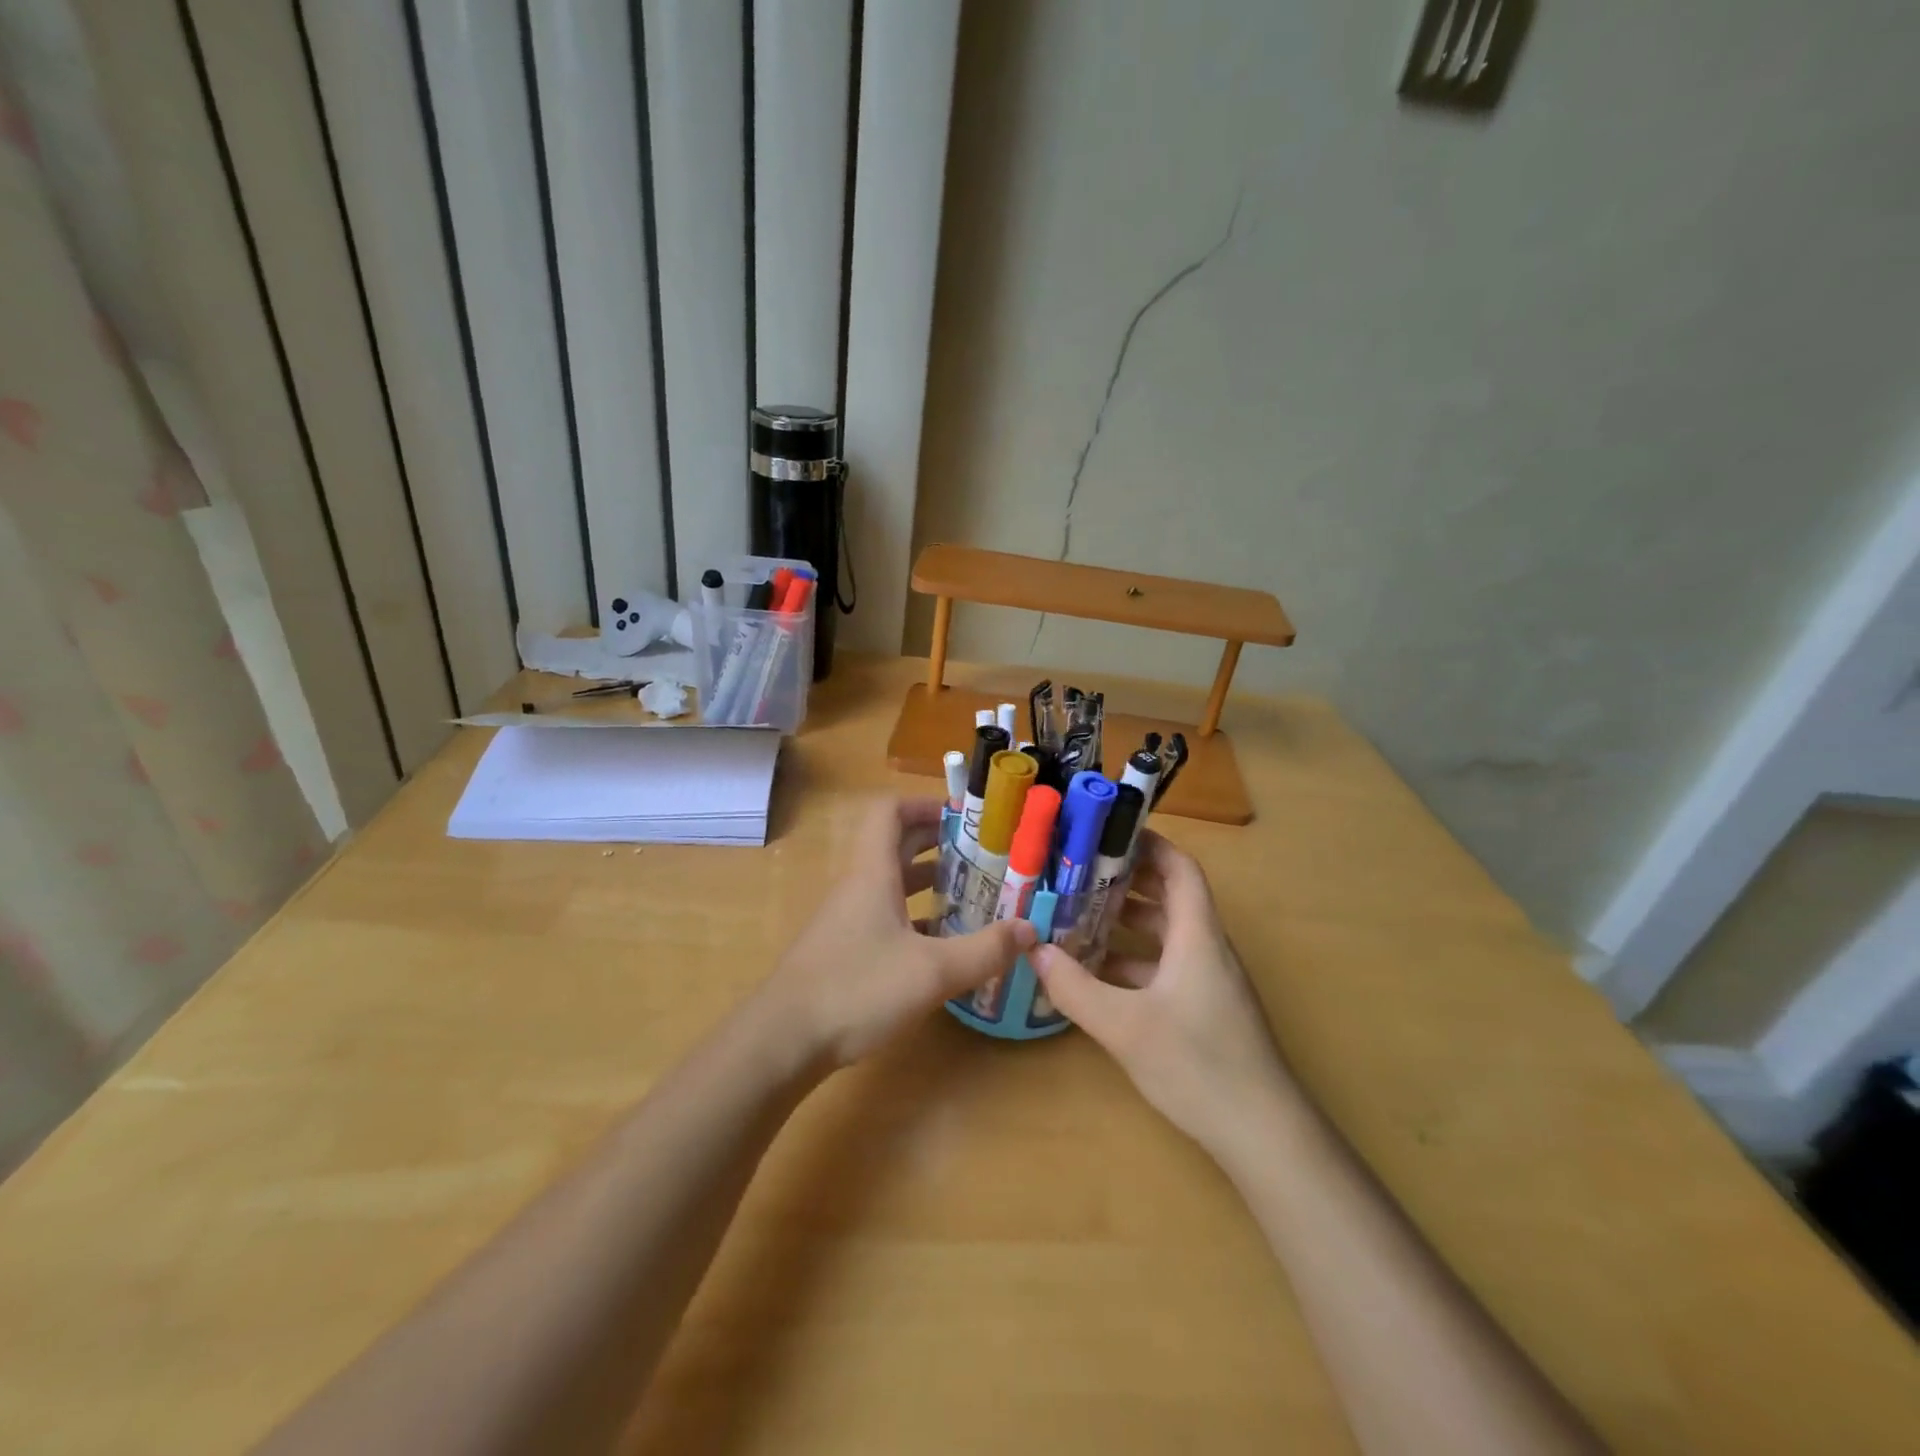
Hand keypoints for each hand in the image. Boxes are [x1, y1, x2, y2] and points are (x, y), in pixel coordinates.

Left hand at [759, 797, 1036, 1068]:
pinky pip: (885, 917)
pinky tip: (942, 945)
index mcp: (873, 873)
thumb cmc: (856, 989)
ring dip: (928, 882)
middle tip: (982, 853)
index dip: (925, 804)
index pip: (890, 812)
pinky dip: (915, 919)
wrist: (783, 1041)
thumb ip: (985, 950)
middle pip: (895, 845)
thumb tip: (1031, 929)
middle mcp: (858, 887)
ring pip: (891, 884)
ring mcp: (848, 920)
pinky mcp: (844, 951)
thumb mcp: (932, 972)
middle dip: (937, 842)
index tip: (964, 816)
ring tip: (972, 894)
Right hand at [1031, 832, 1294, 1154]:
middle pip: (1170, 896)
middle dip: (1127, 880)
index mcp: (1198, 936)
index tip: (1106, 833)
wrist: (1263, 1135)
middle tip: (1078, 872)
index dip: (1149, 844)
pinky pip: (1165, 966)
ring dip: (1127, 922)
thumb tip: (1032, 951)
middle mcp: (1206, 949)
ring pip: (1166, 934)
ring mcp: (1208, 981)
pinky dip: (1133, 960)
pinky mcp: (1205, 1009)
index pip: (1180, 869)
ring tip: (1078, 916)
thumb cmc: (1198, 1065)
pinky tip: (1097, 975)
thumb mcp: (1124, 1026)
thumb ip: (1074, 988)